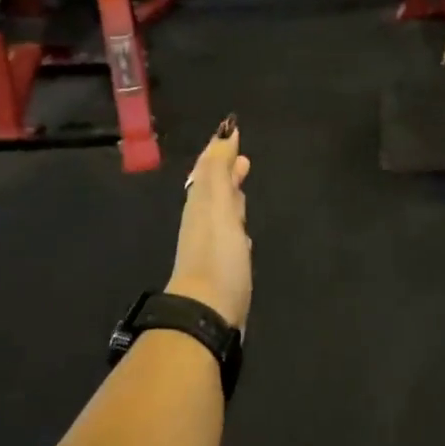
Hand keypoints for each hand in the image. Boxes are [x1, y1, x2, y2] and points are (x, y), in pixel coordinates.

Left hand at [166, 116, 252, 330]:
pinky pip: (230, 235)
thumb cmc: (217, 255)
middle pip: (213, 190)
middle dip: (226, 173)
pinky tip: (244, 232)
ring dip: (232, 196)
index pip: (208, 169)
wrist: (208, 313)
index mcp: (200, 204)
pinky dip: (236, 223)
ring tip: (243, 185)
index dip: (218, 151)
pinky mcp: (224, 267)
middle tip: (242, 159)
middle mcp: (203, 221)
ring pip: (222, 212)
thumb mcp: (217, 205)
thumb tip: (224, 132)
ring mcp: (213, 246)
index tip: (231, 132)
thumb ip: (218, 169)